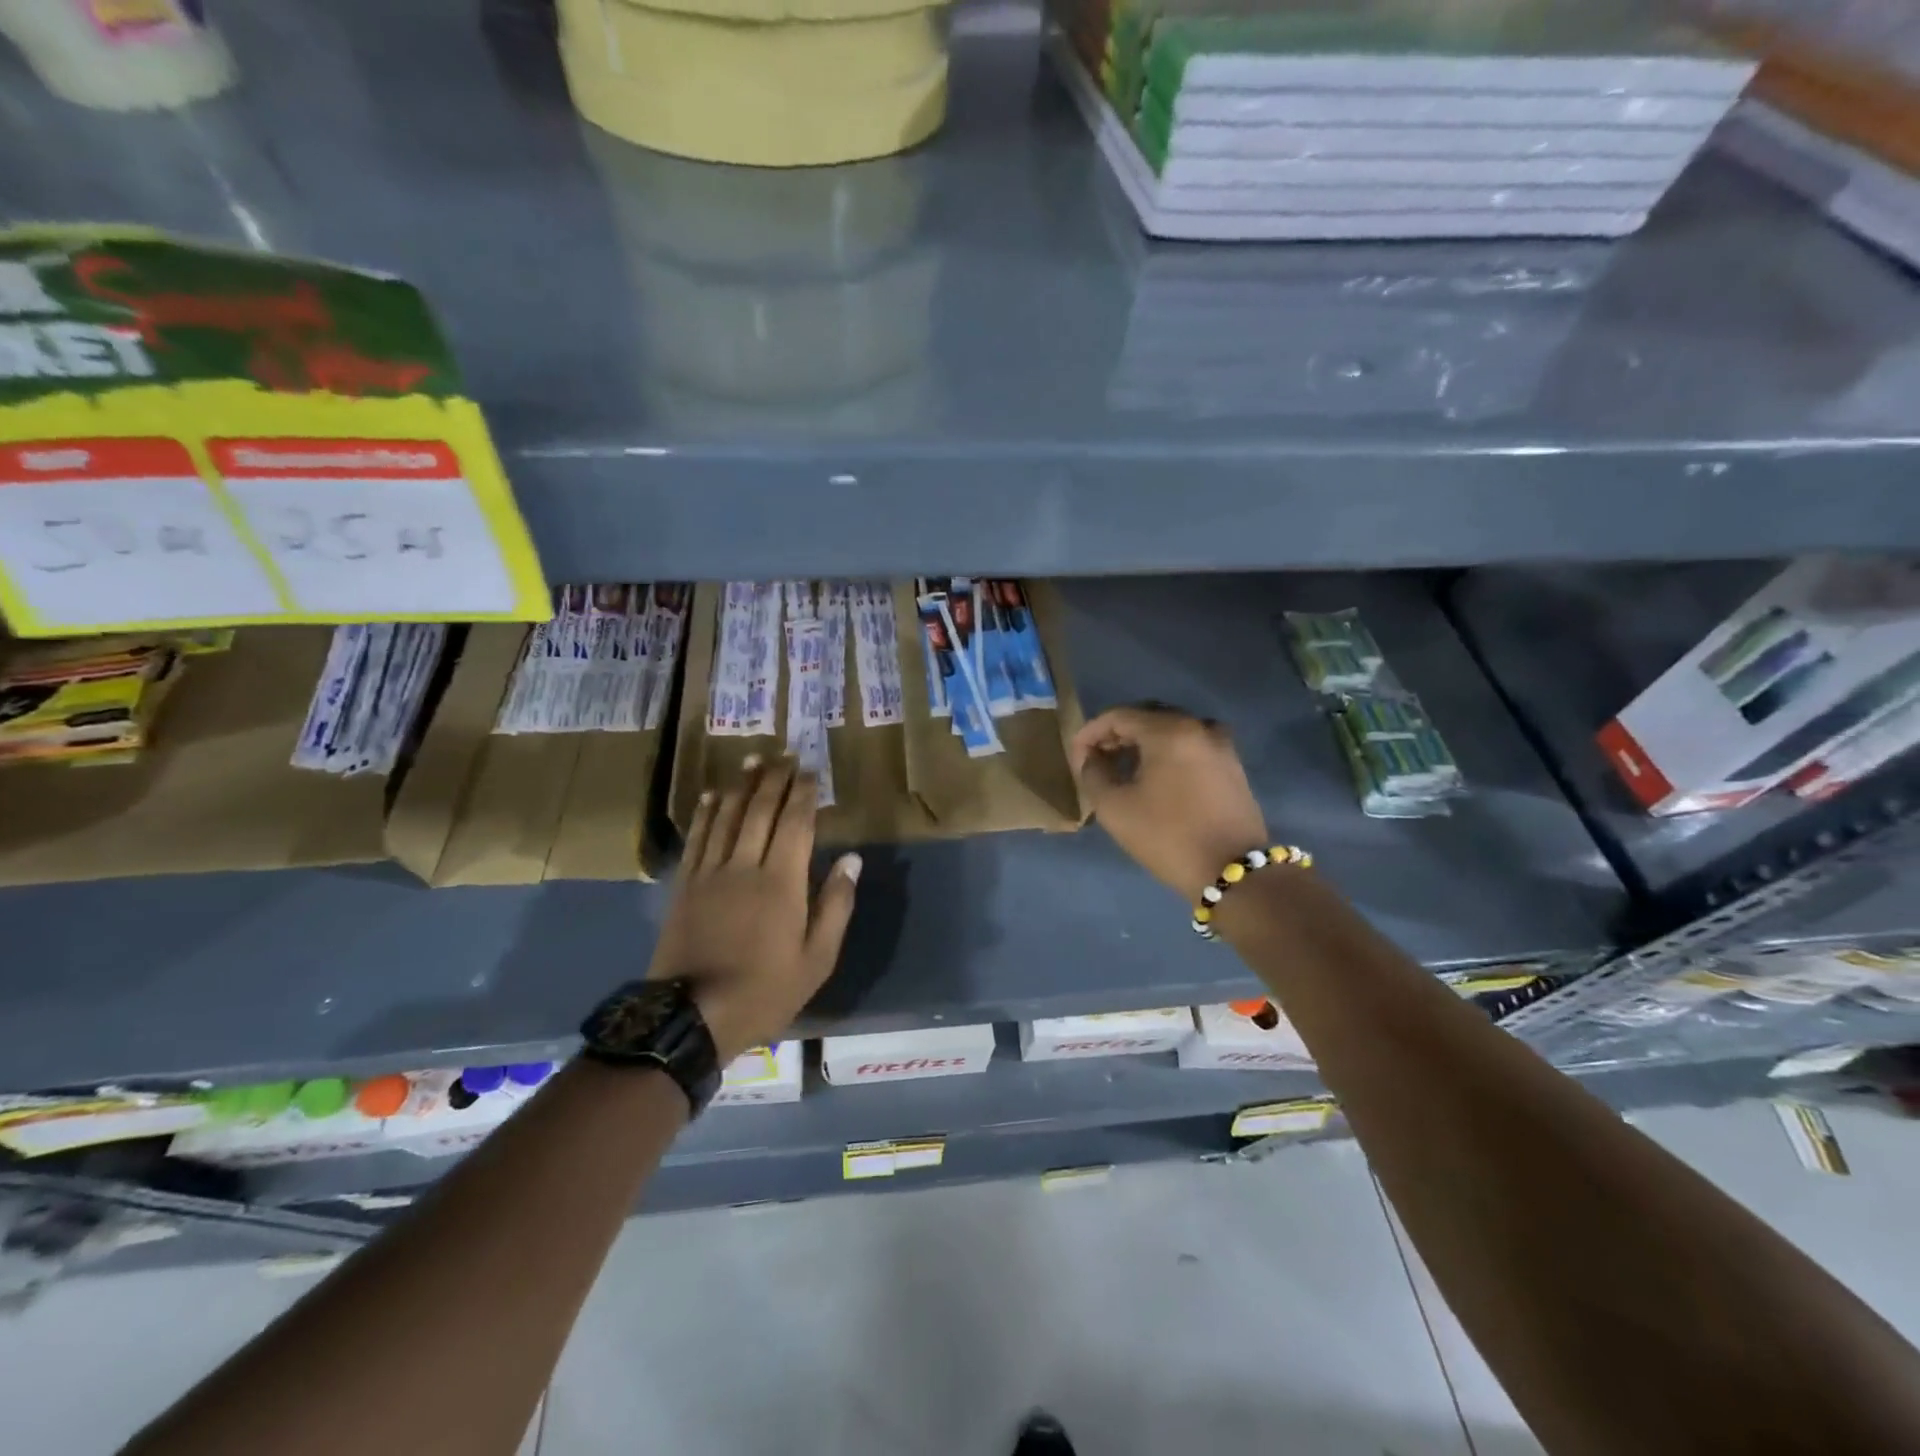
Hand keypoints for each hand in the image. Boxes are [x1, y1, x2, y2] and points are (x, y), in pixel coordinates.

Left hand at [648, 756, 861, 1062]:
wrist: (692, 1017)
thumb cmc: (765, 989)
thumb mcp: (817, 958)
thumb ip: (836, 905)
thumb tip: (852, 859)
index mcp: (782, 882)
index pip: (795, 823)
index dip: (803, 794)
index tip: (810, 771)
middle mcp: (745, 866)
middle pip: (760, 810)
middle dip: (774, 779)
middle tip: (784, 755)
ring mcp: (710, 873)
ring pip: (727, 817)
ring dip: (741, 786)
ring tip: (752, 761)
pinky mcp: (685, 885)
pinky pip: (697, 838)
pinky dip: (706, 813)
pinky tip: (713, 796)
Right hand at [1071, 704, 1268, 900]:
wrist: (1232, 871)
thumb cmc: (1167, 836)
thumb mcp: (1115, 808)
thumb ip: (1093, 774)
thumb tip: (1091, 758)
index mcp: (1169, 730)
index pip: (1118, 716)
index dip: (1090, 733)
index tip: (1076, 757)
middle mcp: (1198, 726)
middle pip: (1147, 717)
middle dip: (1116, 734)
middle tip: (1095, 759)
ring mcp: (1221, 744)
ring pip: (1170, 730)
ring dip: (1142, 743)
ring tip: (1122, 767)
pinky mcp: (1231, 765)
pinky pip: (1190, 745)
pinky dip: (1166, 752)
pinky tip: (1153, 776)